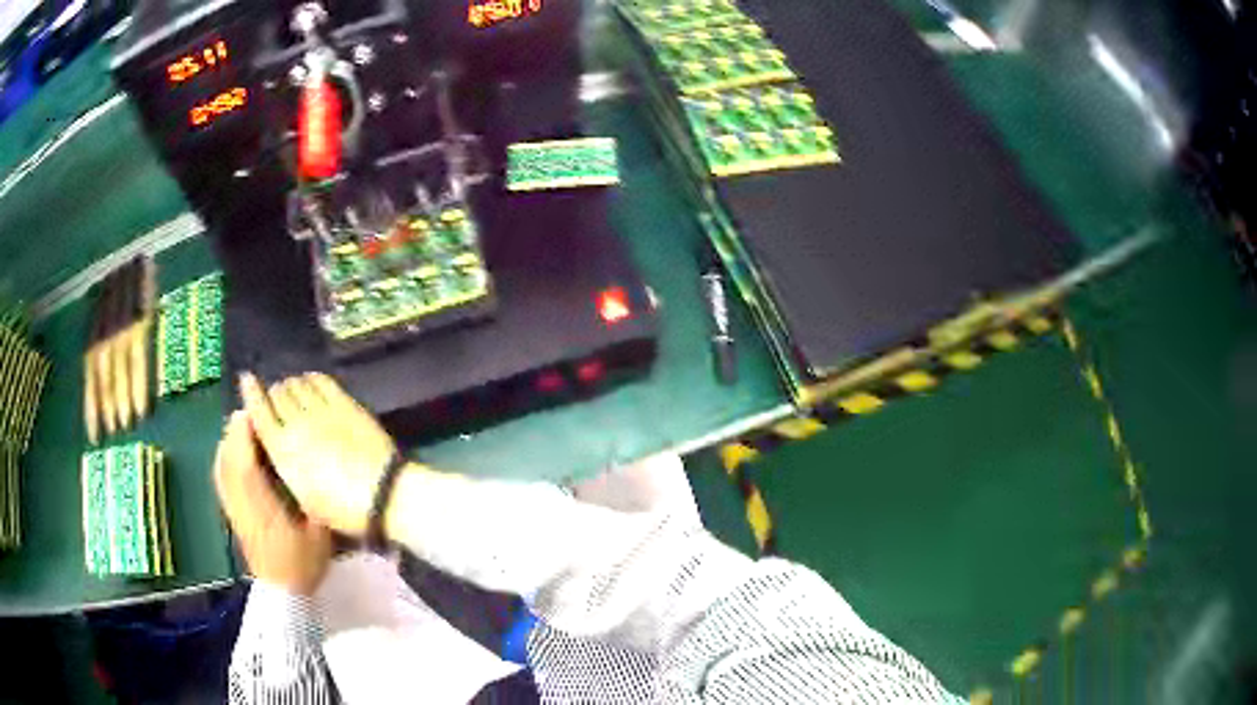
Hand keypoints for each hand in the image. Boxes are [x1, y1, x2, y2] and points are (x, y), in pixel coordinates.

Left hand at [214, 411, 331, 594]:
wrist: (283, 595)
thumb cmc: (304, 566)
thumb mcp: (319, 535)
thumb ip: (312, 500)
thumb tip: (311, 466)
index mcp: (263, 510)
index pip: (245, 467)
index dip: (244, 437)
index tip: (253, 412)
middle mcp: (242, 506)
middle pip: (229, 462)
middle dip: (235, 433)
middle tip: (250, 412)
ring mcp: (234, 510)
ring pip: (222, 468)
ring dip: (228, 443)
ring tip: (242, 426)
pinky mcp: (232, 514)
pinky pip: (221, 479)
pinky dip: (223, 459)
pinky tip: (231, 451)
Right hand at [240, 372, 397, 535]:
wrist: (382, 494)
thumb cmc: (341, 510)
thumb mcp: (304, 498)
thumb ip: (288, 468)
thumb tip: (283, 450)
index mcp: (282, 450)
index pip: (258, 411)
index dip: (251, 392)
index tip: (247, 379)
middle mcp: (296, 424)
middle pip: (278, 393)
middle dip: (275, 394)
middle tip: (279, 399)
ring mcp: (321, 410)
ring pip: (297, 383)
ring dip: (293, 385)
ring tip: (296, 392)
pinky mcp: (345, 403)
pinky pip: (322, 381)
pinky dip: (313, 379)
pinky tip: (313, 383)